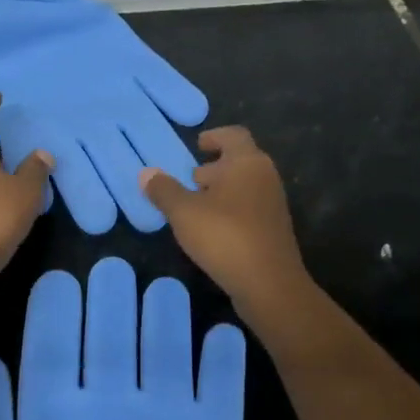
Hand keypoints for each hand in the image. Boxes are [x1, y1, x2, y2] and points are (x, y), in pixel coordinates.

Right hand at [142, 126, 312, 313]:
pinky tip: (211, 230)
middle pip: (239, 161)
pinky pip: (248, 208)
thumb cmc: (225, 236)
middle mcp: (265, 177)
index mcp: (247, 162)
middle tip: (190, 179)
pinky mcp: (273, 229)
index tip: (198, 145)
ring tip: (194, 206)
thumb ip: (164, 190)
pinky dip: (230, 210)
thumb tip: (146, 173)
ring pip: (244, 186)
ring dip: (221, 191)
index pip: (233, 135)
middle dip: (214, 167)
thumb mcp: (184, 212)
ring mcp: (273, 204)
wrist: (269, 284)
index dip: (214, 136)